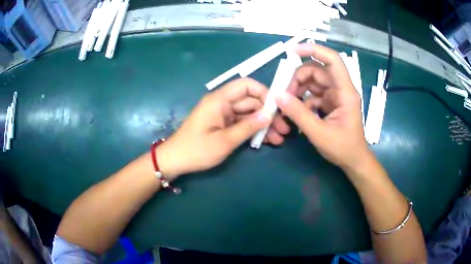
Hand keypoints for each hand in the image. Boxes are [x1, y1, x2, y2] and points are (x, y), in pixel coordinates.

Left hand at [157, 78, 290, 178]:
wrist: (175, 161)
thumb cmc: (197, 150)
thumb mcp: (225, 140)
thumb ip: (248, 126)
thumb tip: (269, 114)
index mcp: (220, 100)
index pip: (246, 85)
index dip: (264, 92)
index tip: (278, 106)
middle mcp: (223, 104)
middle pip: (251, 102)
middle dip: (268, 114)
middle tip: (284, 129)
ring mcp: (223, 115)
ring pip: (249, 115)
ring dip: (264, 125)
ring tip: (280, 138)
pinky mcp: (223, 126)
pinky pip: (242, 124)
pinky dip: (254, 131)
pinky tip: (268, 140)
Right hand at [274, 44, 370, 170]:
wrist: (353, 161)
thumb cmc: (343, 148)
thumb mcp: (318, 133)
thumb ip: (298, 114)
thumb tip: (278, 96)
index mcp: (345, 92)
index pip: (332, 60)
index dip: (313, 50)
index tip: (292, 50)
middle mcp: (341, 89)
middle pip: (317, 70)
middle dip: (298, 79)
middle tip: (284, 94)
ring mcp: (335, 95)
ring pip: (313, 81)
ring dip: (298, 90)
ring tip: (287, 104)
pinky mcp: (330, 102)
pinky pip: (313, 94)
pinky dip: (302, 101)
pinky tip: (297, 113)